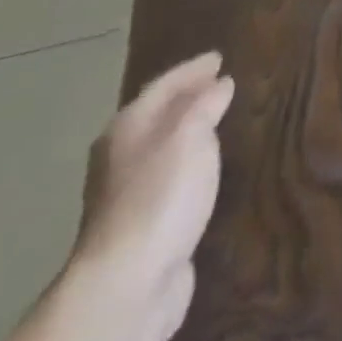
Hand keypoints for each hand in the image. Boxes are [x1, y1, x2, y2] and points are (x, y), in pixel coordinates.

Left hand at [68, 51, 234, 340]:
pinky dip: (190, 162)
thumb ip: (206, 104)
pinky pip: (171, 176)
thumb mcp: (191, 133)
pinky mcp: (143, 225)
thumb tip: (220, 84)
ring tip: (219, 119)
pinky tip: (207, 165)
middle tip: (221, 83)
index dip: (192, 69)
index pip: (163, 85)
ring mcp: (127, 195)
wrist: (128, 283)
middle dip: (187, 98)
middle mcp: (120, 157)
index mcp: (127, 128)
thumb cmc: (160, 194)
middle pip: (158, 115)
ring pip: (164, 147)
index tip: (220, 57)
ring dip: (189, 131)